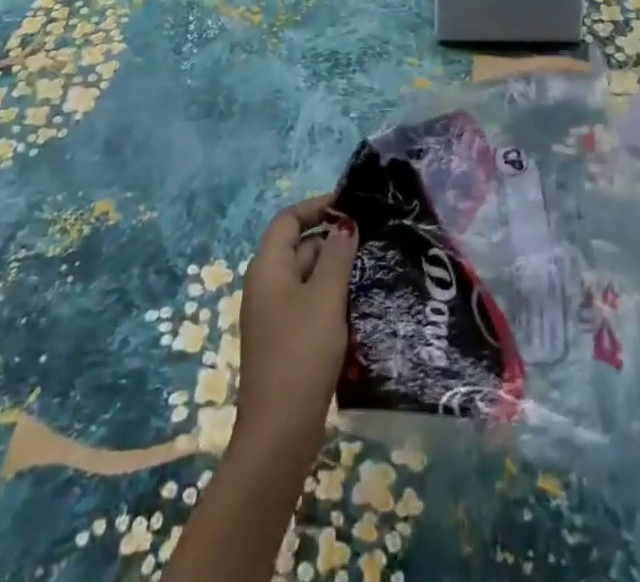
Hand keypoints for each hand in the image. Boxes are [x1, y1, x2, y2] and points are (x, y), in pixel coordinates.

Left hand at [234, 194, 357, 465]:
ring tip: (373, 268)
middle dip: (333, 241)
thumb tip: (345, 225)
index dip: (318, 208)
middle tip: (373, 240)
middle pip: (299, 247)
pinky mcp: (286, 340)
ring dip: (336, 271)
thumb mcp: (325, 298)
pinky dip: (331, 297)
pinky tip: (360, 305)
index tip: (352, 207)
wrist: (280, 432)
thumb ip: (336, 256)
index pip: (289, 220)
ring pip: (308, 277)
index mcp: (268, 268)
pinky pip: (310, 303)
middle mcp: (266, 285)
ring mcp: (275, 315)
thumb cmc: (301, 353)